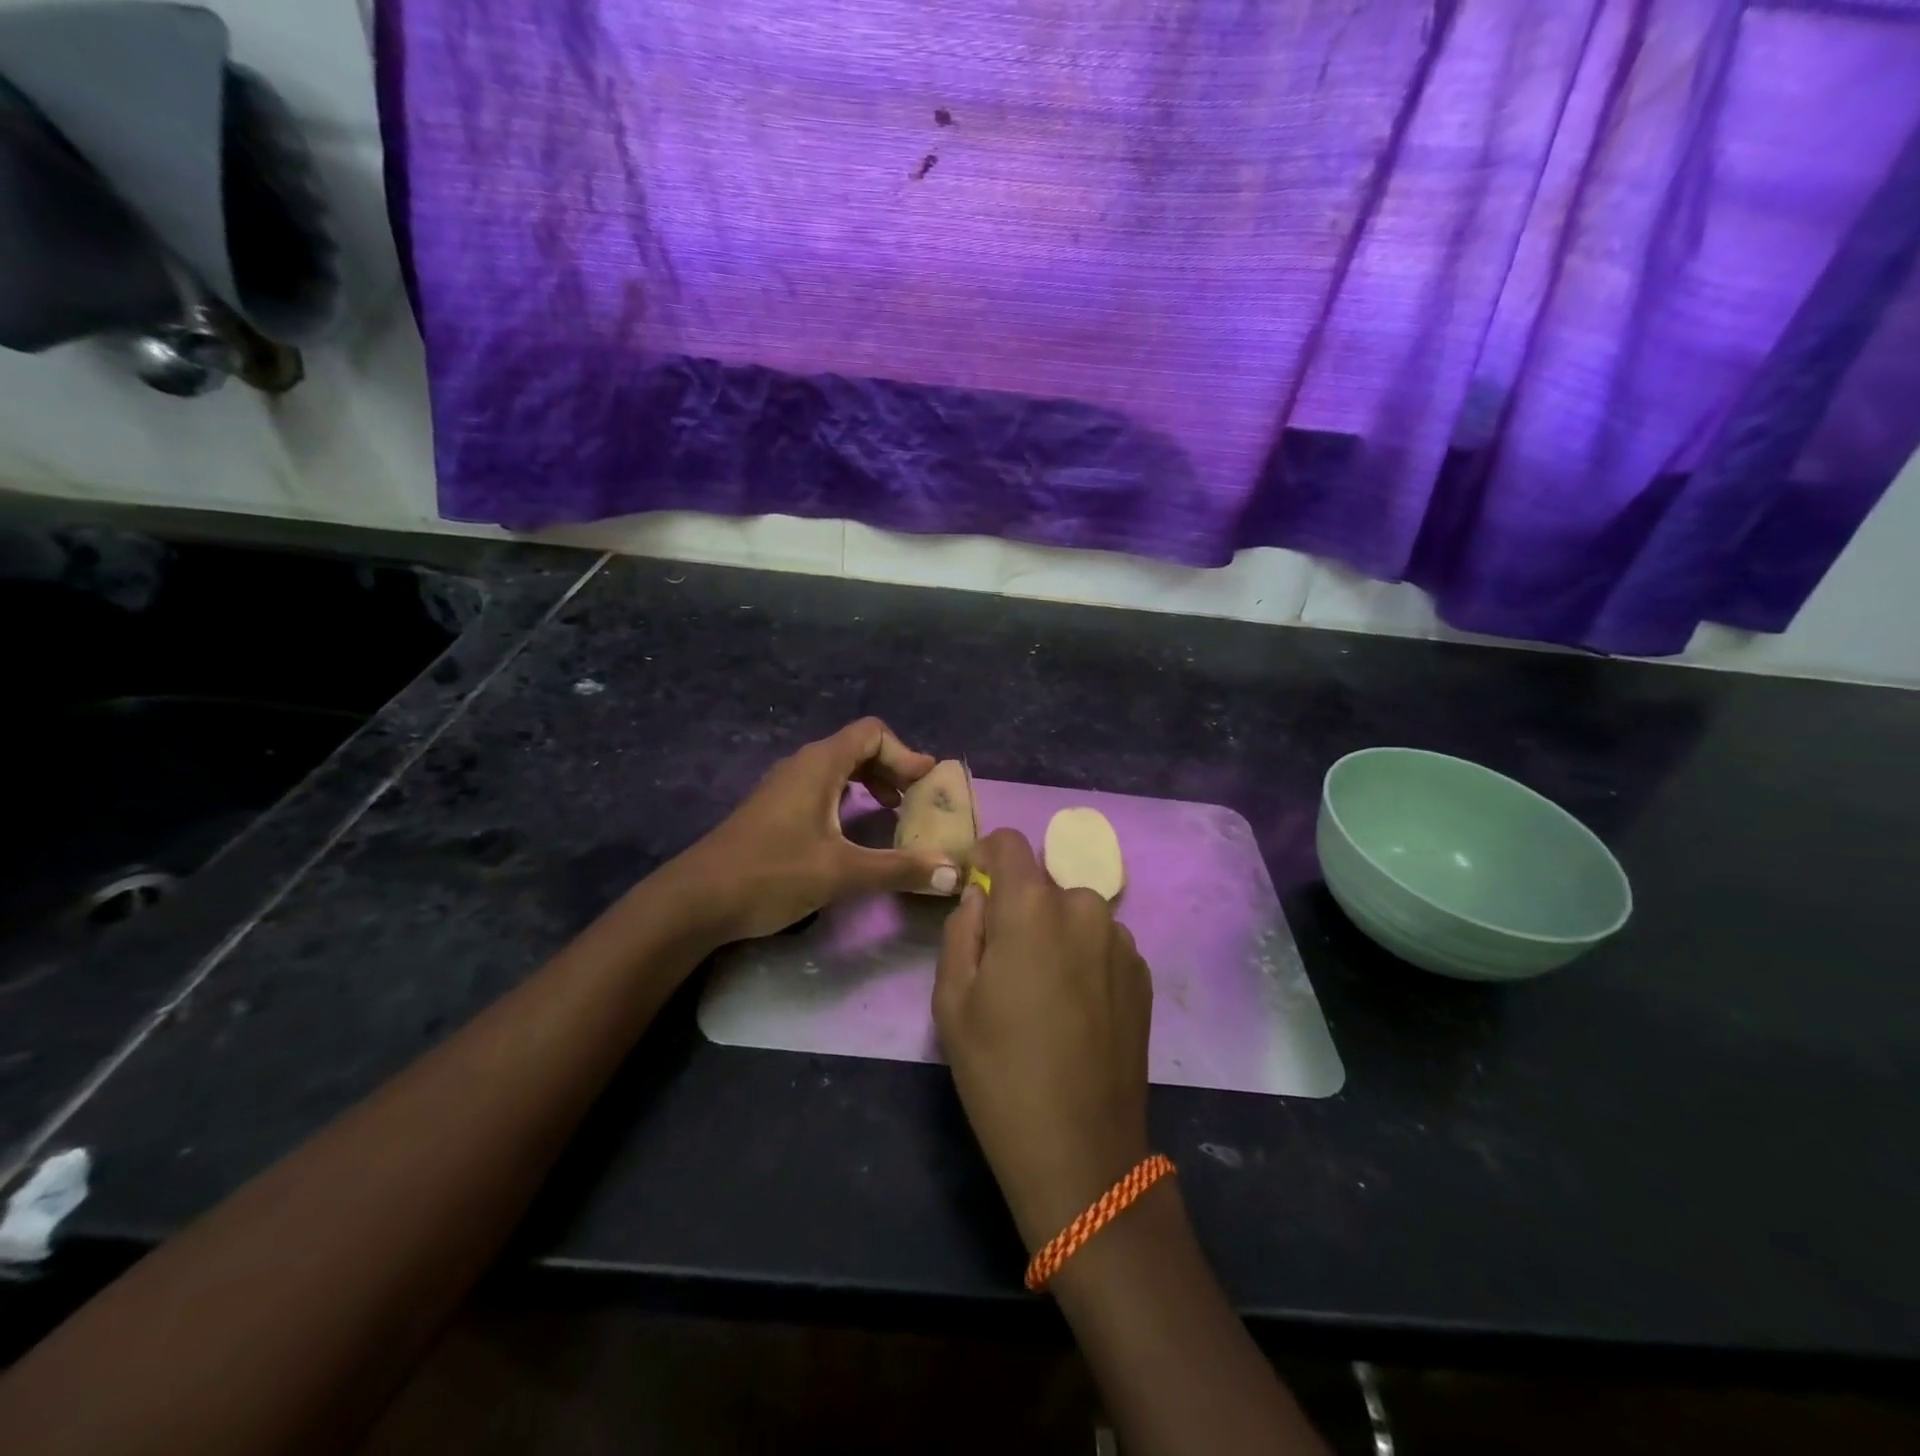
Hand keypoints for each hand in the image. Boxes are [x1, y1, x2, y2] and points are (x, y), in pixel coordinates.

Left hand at [676, 718, 961, 941]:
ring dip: (870, 782)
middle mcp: (802, 765)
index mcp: (819, 765)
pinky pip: (822, 787)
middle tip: (917, 800)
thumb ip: (899, 868)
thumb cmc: (770, 874)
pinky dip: (848, 797)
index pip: (872, 734)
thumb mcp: (841, 873)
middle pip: (857, 747)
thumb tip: (953, 872)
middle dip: (892, 768)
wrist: (696, 900)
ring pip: (838, 768)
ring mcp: (784, 787)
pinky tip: (853, 828)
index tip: (927, 784)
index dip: (905, 754)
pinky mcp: (774, 809)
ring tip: (893, 812)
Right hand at [933, 829, 1153, 1251]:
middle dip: (1019, 906)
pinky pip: (1101, 944)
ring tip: (1041, 993)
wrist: (1081, 1150)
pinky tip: (1074, 1011)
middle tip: (1003, 961)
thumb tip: (980, 898)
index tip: (974, 882)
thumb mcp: (952, 1000)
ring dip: (1054, 933)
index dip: (986, 853)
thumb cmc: (999, 1072)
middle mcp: (1085, 908)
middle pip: (1043, 884)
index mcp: (1033, 906)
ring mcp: (1122, 941)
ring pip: (1074, 915)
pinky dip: (1083, 957)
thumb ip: (961, 929)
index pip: (1010, 843)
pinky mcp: (1143, 975)